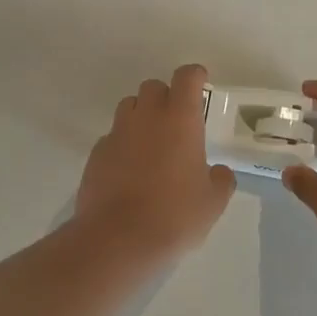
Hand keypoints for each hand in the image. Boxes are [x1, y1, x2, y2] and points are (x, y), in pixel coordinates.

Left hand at [75, 64, 235, 264]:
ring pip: (129, 107)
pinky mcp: (96, 155)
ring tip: (152, 144)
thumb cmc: (175, 216)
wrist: (118, 239)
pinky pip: (113, 137)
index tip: (200, 83)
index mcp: (180, 121)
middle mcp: (146, 118)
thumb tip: (218, 172)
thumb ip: (220, 180)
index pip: (186, 78)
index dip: (194, 76)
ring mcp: (117, 134)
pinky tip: (130, 170)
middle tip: (177, 122)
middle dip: (166, 96)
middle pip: (153, 86)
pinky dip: (123, 144)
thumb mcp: (212, 202)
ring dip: (142, 116)